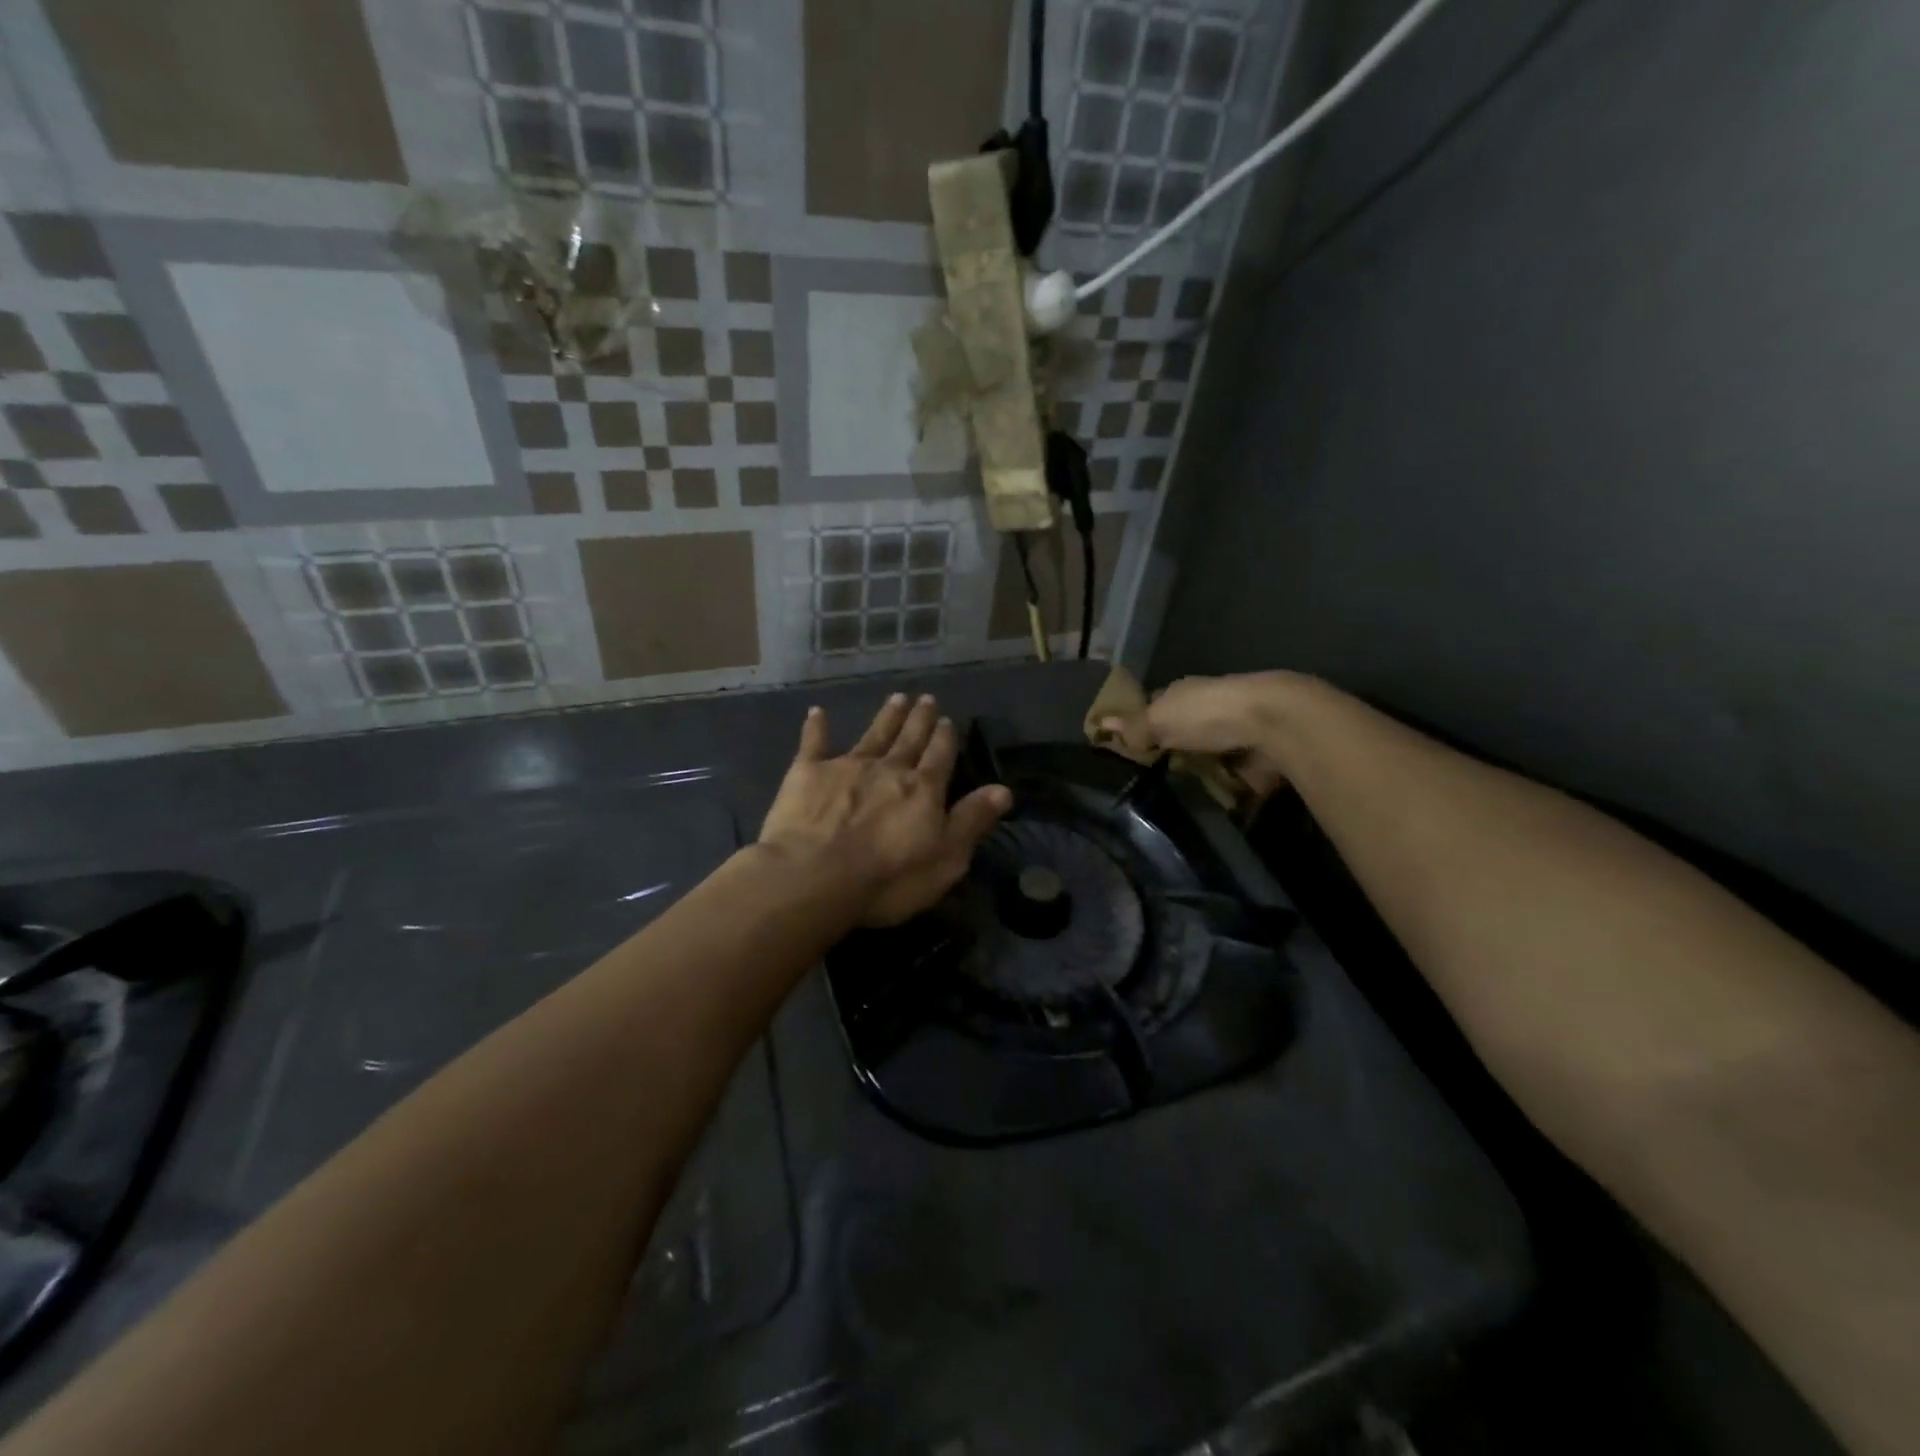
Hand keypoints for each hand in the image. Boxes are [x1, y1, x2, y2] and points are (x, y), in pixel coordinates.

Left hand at [760, 694, 1012, 926]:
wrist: (815, 876)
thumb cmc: (888, 878)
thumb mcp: (946, 859)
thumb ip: (972, 821)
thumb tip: (1003, 790)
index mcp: (923, 789)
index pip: (940, 757)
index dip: (945, 738)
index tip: (947, 719)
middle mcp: (889, 769)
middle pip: (909, 739)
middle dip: (919, 719)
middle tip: (925, 698)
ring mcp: (847, 767)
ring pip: (873, 735)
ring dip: (886, 716)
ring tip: (897, 698)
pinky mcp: (807, 773)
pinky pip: (814, 743)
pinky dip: (816, 727)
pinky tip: (817, 712)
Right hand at [1099, 672, 1296, 795]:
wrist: (1273, 725)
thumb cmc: (1207, 714)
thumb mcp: (1160, 719)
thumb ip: (1133, 726)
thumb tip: (1099, 722)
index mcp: (1185, 693)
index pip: (1156, 706)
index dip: (1141, 723)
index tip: (1127, 747)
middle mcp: (1208, 711)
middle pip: (1182, 733)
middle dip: (1169, 752)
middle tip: (1147, 781)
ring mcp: (1234, 736)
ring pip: (1207, 756)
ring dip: (1197, 772)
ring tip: (1174, 800)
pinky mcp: (1254, 762)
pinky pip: (1232, 779)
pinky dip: (1224, 790)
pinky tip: (1208, 807)